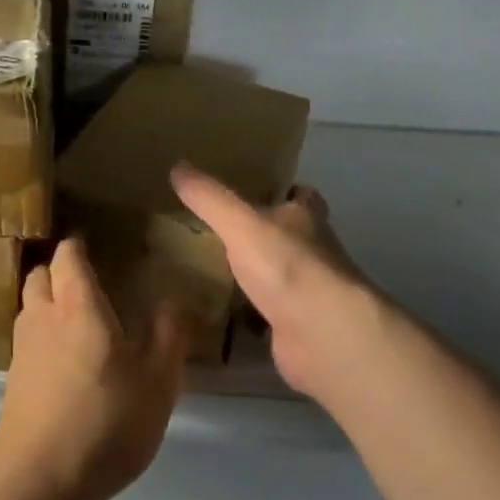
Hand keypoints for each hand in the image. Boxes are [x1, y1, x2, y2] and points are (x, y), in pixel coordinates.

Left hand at [0, 237, 187, 499]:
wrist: (38, 483)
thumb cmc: (106, 423)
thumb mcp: (158, 382)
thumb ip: (169, 336)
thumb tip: (174, 300)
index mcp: (77, 307)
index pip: (69, 256)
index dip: (79, 245)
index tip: (97, 243)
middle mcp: (42, 318)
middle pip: (41, 275)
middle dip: (61, 270)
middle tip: (90, 280)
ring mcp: (22, 350)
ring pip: (30, 307)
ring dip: (49, 301)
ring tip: (79, 318)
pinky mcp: (13, 381)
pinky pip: (27, 340)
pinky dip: (43, 335)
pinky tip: (66, 361)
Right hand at [171, 163, 418, 407]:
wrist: (322, 333)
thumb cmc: (287, 265)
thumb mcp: (240, 223)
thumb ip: (209, 198)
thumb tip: (177, 166)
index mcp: (306, 219)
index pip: (303, 197)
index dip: (286, 193)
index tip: (259, 192)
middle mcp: (314, 252)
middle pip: (290, 237)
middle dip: (264, 235)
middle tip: (222, 231)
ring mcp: (308, 292)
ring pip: (279, 276)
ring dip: (256, 274)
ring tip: (212, 270)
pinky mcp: (298, 327)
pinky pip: (268, 315)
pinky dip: (249, 314)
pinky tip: (221, 314)